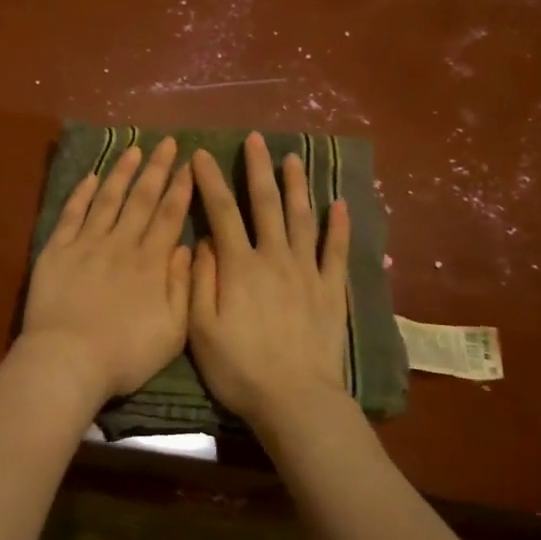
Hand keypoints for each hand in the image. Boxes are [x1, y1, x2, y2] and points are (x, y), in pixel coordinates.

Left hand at [20, 137, 193, 403]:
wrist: (68, 360)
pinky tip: (91, 177)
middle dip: (157, 169)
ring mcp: (87, 243)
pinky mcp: (57, 250)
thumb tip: (185, 246)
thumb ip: (182, 285)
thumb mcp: (172, 330)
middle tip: (167, 143)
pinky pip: (72, 214)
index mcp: (151, 263)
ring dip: (122, 172)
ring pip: (108, 199)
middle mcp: (121, 244)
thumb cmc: (125, 353)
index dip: (181, 188)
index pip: (169, 215)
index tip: (190, 164)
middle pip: (141, 199)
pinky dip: (82, 193)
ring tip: (133, 149)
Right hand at [188, 132, 351, 433]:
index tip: (201, 154)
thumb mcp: (201, 328)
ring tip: (293, 158)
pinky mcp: (332, 291)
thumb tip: (205, 242)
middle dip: (258, 169)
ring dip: (296, 186)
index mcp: (239, 266)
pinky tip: (339, 204)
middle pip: (266, 204)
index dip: (210, 181)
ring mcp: (307, 272)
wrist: (296, 400)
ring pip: (302, 218)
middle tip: (256, 139)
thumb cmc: (240, 368)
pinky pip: (336, 251)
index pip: (222, 212)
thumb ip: (200, 280)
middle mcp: (274, 258)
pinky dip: (339, 226)